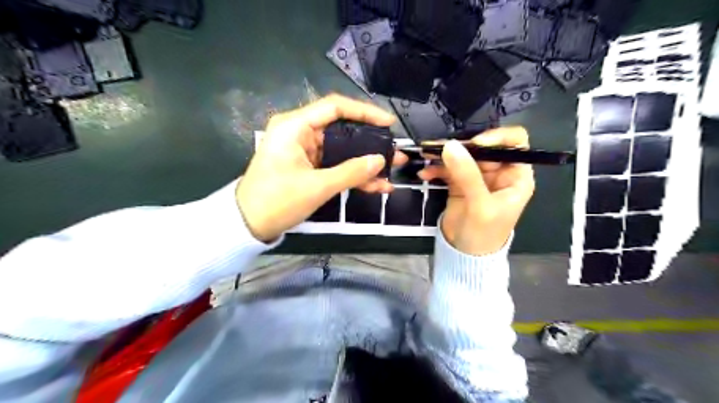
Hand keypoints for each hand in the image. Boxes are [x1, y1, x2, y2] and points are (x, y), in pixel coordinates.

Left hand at [238, 92, 405, 241]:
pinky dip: (351, 174)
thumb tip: (381, 161)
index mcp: (295, 126)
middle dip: (370, 142)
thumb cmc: (277, 201)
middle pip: (341, 129)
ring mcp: (303, 150)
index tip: (389, 123)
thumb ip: (351, 172)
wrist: (248, 225)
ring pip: (341, 150)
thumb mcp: (318, 186)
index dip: (365, 112)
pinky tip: (375, 185)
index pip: (335, 107)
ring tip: (391, 170)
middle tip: (394, 150)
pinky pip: (334, 165)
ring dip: (364, 162)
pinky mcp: (307, 166)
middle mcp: (299, 132)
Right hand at [417, 128, 533, 256]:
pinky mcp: (459, 183)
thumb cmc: (484, 234)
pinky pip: (448, 169)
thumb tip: (450, 146)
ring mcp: (477, 177)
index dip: (497, 138)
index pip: (515, 144)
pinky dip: (436, 169)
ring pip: (463, 156)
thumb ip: (467, 175)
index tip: (476, 143)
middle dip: (461, 147)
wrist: (465, 255)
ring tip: (426, 154)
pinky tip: (425, 173)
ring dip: (444, 156)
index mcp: (515, 176)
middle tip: (439, 148)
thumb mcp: (480, 205)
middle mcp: (498, 172)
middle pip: (483, 147)